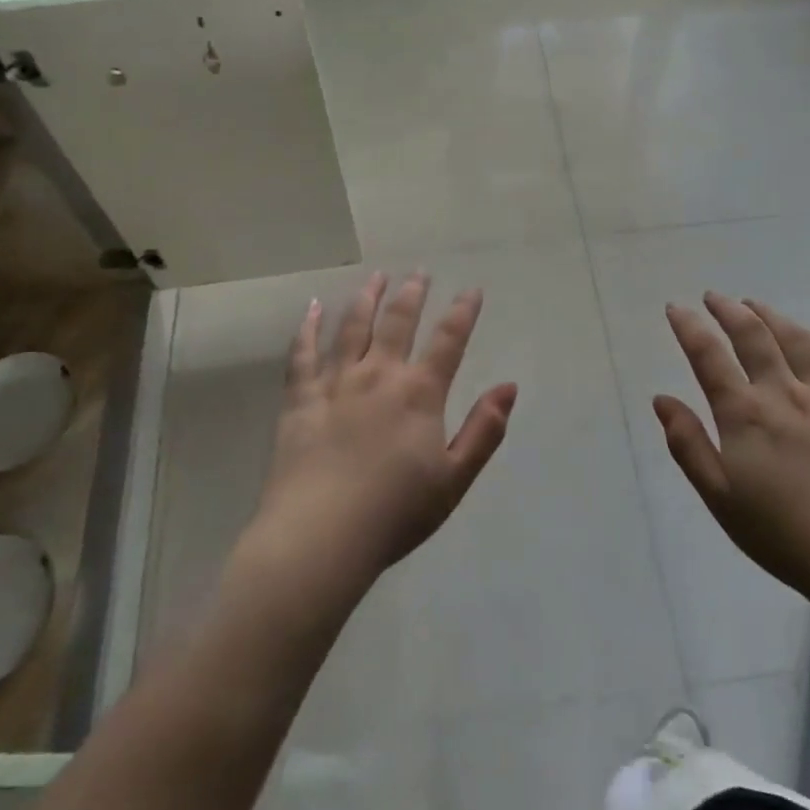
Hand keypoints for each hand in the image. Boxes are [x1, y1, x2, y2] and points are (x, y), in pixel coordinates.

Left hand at [252, 272, 518, 592]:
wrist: (321, 536)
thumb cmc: (395, 514)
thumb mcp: (454, 479)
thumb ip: (484, 430)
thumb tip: (509, 386)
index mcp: (418, 394)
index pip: (448, 341)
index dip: (463, 312)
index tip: (472, 290)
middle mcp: (378, 376)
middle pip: (398, 322)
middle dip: (411, 294)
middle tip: (418, 272)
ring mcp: (335, 383)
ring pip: (353, 327)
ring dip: (366, 298)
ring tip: (376, 277)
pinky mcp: (300, 398)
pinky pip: (303, 353)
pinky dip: (308, 326)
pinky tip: (313, 307)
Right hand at [655, 293, 809, 607]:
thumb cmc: (782, 533)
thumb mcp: (719, 496)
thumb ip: (688, 444)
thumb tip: (661, 399)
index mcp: (744, 414)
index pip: (708, 356)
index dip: (689, 327)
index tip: (675, 308)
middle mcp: (783, 394)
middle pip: (754, 336)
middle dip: (729, 311)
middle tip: (713, 297)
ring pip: (796, 340)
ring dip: (771, 316)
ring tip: (754, 304)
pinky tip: (807, 337)